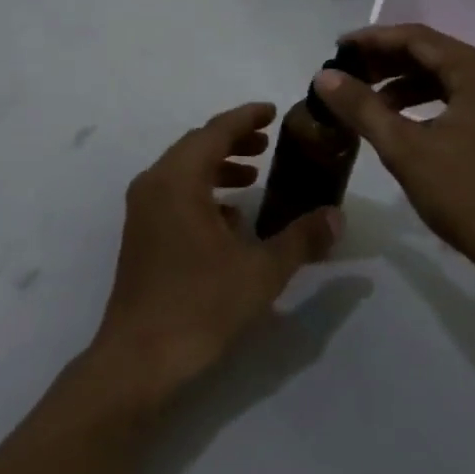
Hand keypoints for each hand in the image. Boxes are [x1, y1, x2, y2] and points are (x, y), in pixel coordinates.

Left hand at [87, 103, 341, 409]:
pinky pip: (175, 195)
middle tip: (268, 143)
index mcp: (178, 179)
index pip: (215, 131)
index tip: (273, 111)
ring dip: (218, 167)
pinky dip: (203, 193)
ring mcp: (143, 210)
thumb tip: (336, 215)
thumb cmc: (199, 307)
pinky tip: (230, 221)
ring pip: (184, 171)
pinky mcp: (141, 235)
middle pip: (196, 146)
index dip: (246, 117)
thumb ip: (300, 239)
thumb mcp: (260, 272)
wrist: (138, 362)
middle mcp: (155, 184)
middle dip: (233, 140)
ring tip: (253, 177)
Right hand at [312, 23, 474, 288]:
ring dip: (405, 84)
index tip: (336, 49)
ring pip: (446, 78)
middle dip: (387, 62)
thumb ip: (362, 108)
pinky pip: (460, 99)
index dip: (372, 40)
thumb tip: (324, 77)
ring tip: (368, 101)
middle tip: (347, 74)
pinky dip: (428, 104)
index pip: (415, 37)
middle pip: (433, 53)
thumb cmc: (470, 196)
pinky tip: (404, 124)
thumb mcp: (406, 150)